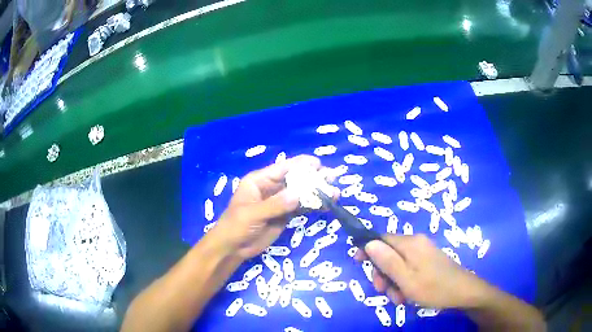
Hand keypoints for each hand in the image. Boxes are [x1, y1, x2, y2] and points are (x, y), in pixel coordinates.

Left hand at [213, 155, 335, 259]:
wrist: (232, 248)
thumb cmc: (236, 226)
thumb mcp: (252, 214)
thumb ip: (275, 205)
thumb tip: (298, 195)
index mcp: (259, 181)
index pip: (282, 168)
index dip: (301, 165)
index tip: (318, 164)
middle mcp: (271, 188)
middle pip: (295, 180)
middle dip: (313, 179)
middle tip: (331, 178)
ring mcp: (279, 202)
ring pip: (300, 194)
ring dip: (316, 193)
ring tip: (335, 193)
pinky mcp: (284, 215)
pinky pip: (300, 207)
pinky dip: (312, 206)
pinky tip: (326, 206)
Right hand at [355, 234, 488, 308]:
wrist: (463, 292)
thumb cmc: (433, 287)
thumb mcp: (406, 279)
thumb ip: (387, 261)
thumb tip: (369, 243)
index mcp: (410, 243)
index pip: (381, 238)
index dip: (368, 249)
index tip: (357, 262)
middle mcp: (417, 243)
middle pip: (389, 253)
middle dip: (382, 273)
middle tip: (383, 291)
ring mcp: (424, 252)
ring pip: (399, 264)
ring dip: (393, 281)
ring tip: (399, 298)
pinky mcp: (429, 261)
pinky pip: (409, 268)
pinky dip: (404, 281)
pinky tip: (408, 295)